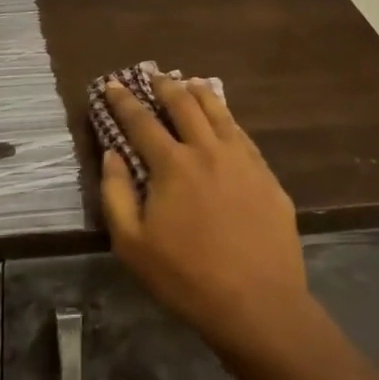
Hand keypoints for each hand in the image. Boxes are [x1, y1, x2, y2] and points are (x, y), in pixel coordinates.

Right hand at [98, 74, 310, 360]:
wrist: (258, 304)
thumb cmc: (187, 278)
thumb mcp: (132, 245)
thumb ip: (115, 194)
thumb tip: (112, 154)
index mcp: (172, 164)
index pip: (141, 121)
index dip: (124, 101)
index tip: (113, 84)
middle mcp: (207, 149)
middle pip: (184, 104)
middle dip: (165, 86)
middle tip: (154, 75)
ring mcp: (242, 159)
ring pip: (219, 112)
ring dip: (200, 93)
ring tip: (190, 83)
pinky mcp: (266, 175)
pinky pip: (243, 135)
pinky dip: (228, 119)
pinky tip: (226, 121)